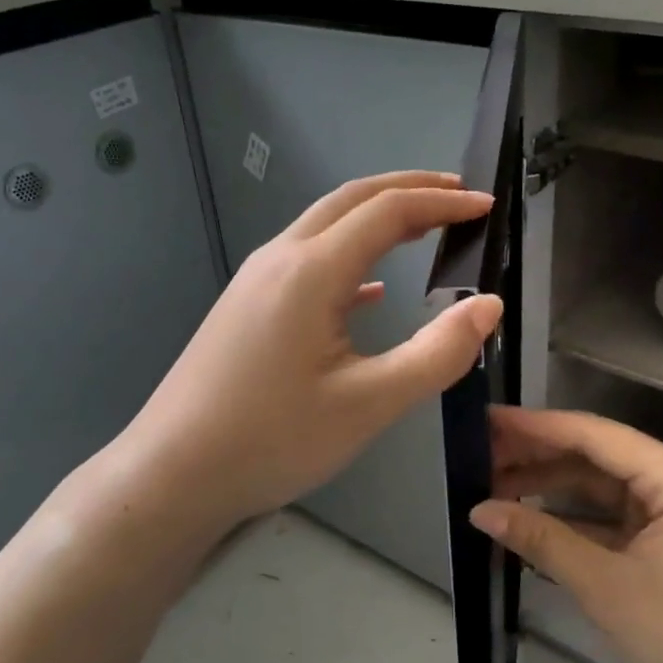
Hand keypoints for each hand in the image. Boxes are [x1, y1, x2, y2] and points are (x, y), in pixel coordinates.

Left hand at [120, 171, 502, 531]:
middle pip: (352, 200)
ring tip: (424, 227)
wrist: (172, 473)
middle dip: (409, 189)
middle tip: (460, 196)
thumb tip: (489, 305)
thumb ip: (436, 354)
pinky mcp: (245, 306)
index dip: (442, 203)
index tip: (487, 207)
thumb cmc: (272, 439)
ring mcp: (256, 280)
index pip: (388, 212)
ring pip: (325, 225)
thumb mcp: (368, 404)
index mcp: (312, 271)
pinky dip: (349, 255)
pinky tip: (369, 291)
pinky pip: (306, 260)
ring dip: (377, 216)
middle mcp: (280, 258)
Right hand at [470, 407, 662, 662]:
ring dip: (550, 487)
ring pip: (599, 486)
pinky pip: (608, 517)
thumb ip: (542, 540)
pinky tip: (529, 521)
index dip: (536, 426)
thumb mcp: (606, 587)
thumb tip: (479, 510)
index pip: (594, 435)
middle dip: (538, 456)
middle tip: (479, 456)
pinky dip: (571, 519)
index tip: (486, 420)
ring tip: (493, 486)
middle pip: (595, 455)